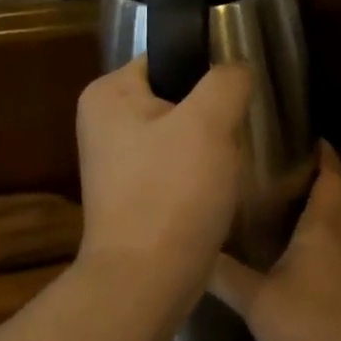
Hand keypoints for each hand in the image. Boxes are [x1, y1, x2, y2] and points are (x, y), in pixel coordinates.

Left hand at [76, 57, 254, 295]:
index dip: (207, 74)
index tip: (237, 99)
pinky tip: (215, 192)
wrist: (147, 280)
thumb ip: (227, 79)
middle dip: (211, 115)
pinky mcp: (132, 196)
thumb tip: (236, 70)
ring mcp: (116, 163)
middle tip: (237, 135)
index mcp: (107, 93)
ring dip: (209, 148)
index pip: (167, 59)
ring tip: (229, 166)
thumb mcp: (209, 121)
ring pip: (181, 136)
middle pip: (176, 98)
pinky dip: (198, 177)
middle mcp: (103, 123)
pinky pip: (175, 169)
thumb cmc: (172, 191)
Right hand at [210, 143, 340, 340]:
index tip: (310, 137)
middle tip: (299, 164)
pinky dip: (331, 236)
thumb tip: (191, 249)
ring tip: (297, 200)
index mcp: (324, 227)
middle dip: (328, 175)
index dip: (324, 155)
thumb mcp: (257, 300)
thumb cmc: (312, 324)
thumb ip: (224, 275)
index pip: (331, 177)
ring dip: (330, 205)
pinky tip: (307, 252)